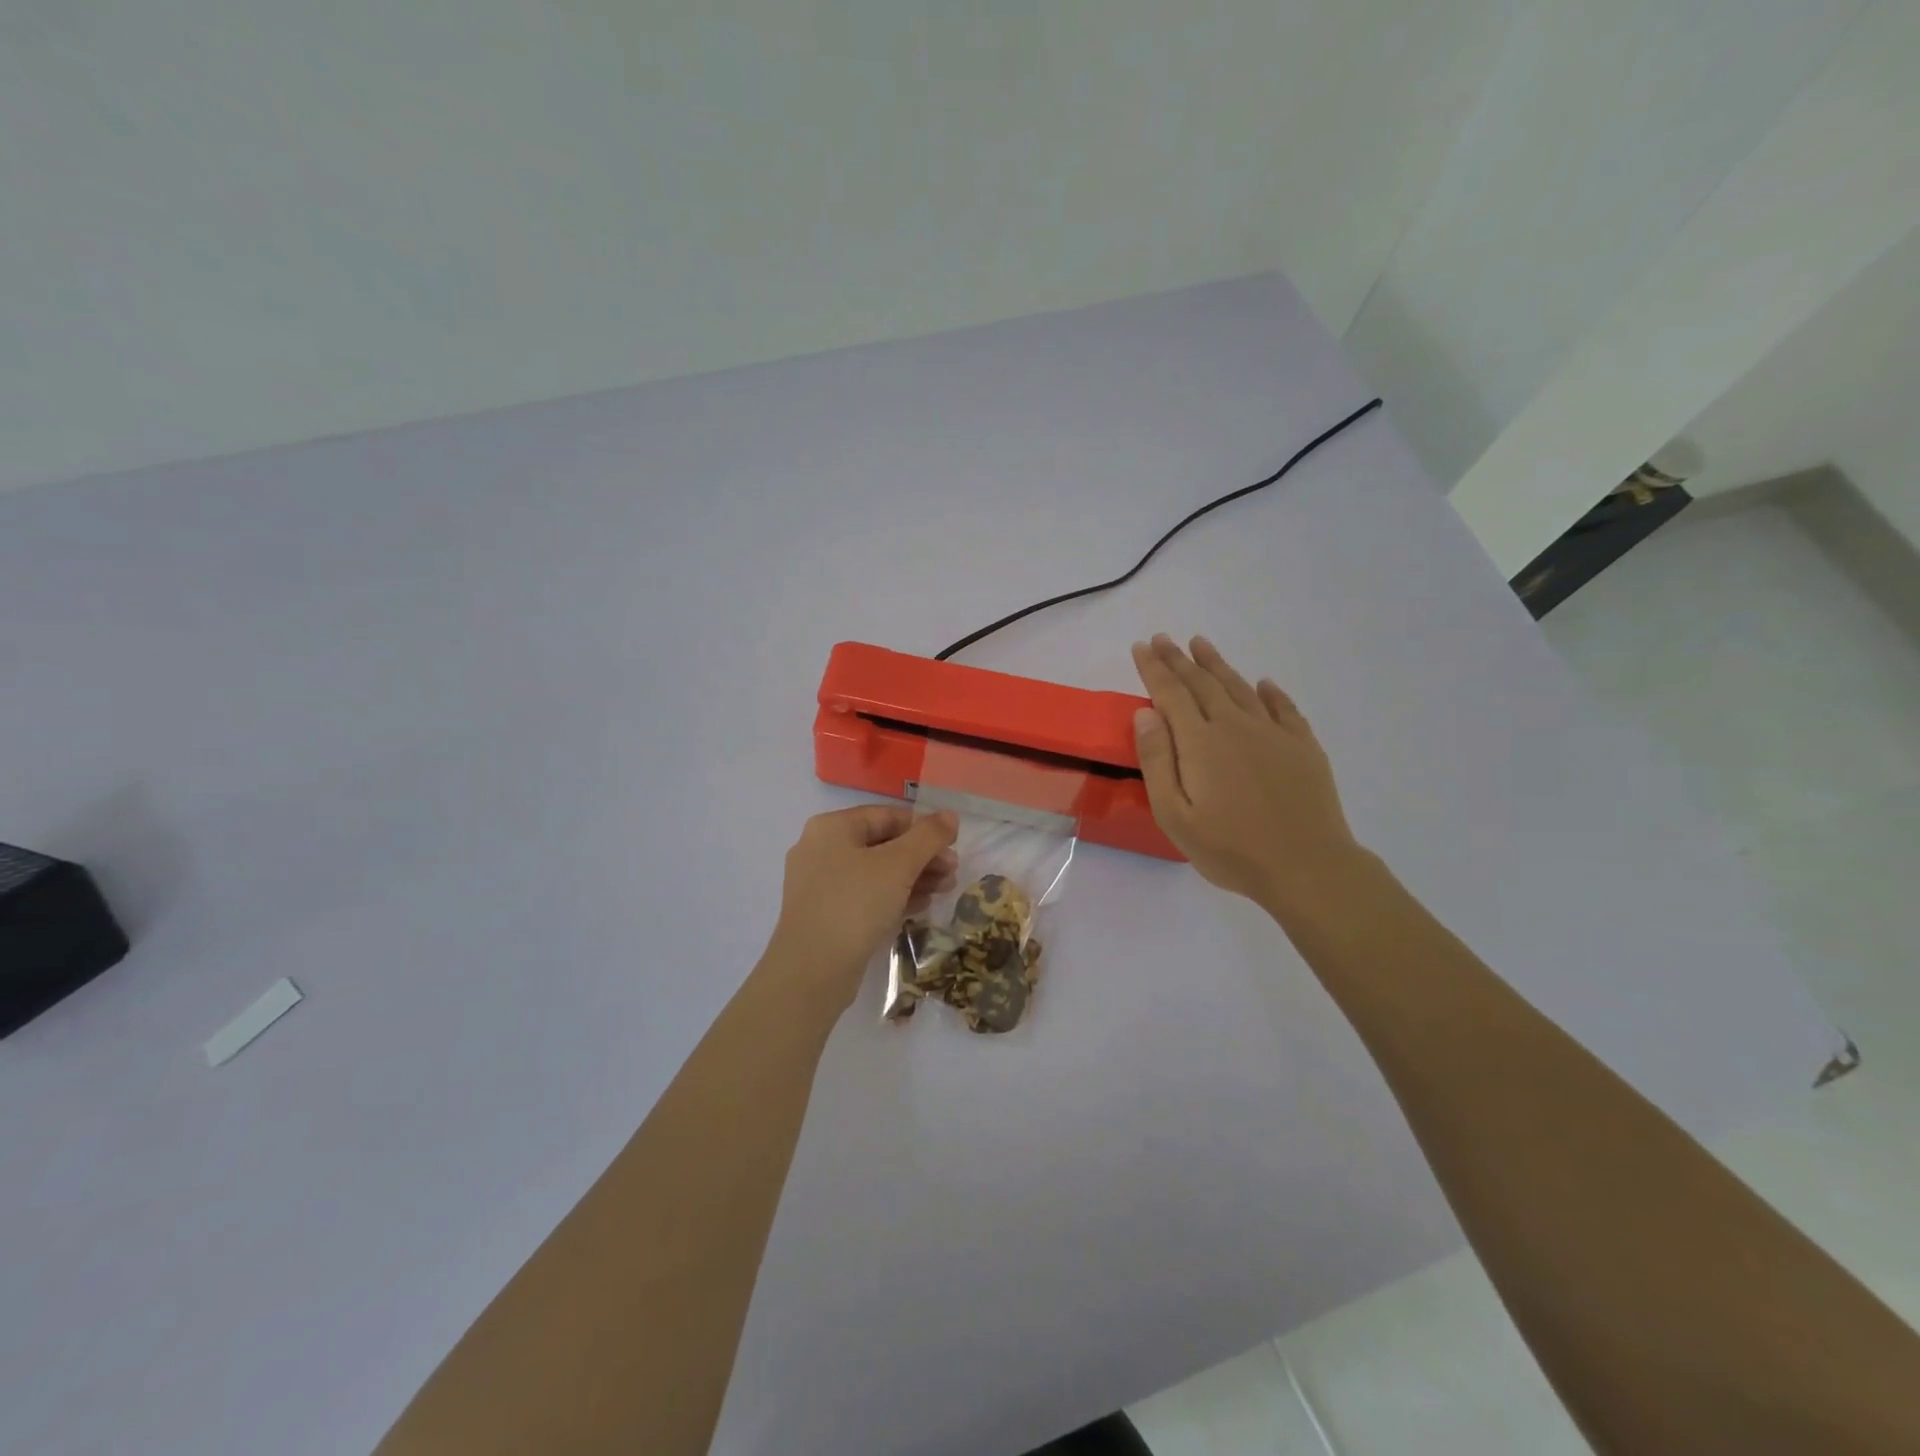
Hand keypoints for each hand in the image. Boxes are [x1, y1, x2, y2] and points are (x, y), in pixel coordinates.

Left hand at [764, 805, 959, 1010]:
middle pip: (882, 844)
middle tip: (953, 872)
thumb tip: (950, 815)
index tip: (953, 846)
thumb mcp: (899, 865)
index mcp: (832, 827)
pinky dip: (894, 896)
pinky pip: (866, 896)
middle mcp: (821, 849)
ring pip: (876, 872)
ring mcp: (820, 884)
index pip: (887, 816)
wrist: (811, 971)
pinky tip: (921, 906)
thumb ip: (928, 836)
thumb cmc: (855, 905)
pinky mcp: (825, 914)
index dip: (923, 828)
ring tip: (945, 890)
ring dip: (913, 877)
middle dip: (921, 857)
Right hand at [1131, 634, 1360, 910]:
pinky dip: (1270, 692)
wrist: (1307, 867)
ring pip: (1240, 688)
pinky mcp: (1303, 747)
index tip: (1141, 646)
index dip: (1154, 669)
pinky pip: (1284, 708)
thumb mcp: (1175, 815)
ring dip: (1218, 665)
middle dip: (1179, 659)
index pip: (1170, 694)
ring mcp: (1273, 734)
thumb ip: (1157, 761)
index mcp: (1200, 742)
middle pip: (1202, 684)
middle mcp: (1235, 726)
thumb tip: (1146, 714)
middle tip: (1164, 638)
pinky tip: (1263, 684)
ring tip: (1201, 644)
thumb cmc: (1231, 849)